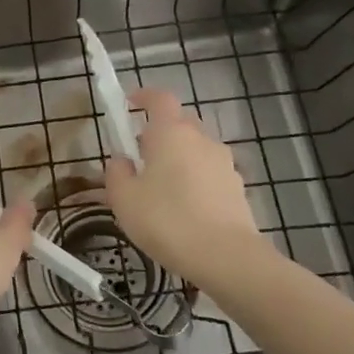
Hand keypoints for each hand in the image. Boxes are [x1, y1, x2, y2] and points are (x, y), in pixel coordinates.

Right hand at [103, 88, 265, 282]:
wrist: (225, 256)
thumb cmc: (166, 220)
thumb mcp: (123, 198)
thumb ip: (116, 172)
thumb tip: (122, 161)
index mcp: (171, 133)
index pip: (159, 99)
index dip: (143, 96)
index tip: (129, 103)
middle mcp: (201, 139)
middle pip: (179, 123)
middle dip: (159, 133)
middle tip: (139, 156)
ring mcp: (224, 163)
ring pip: (195, 150)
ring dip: (178, 159)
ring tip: (160, 189)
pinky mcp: (237, 188)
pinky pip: (208, 173)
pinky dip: (194, 181)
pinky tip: (184, 209)